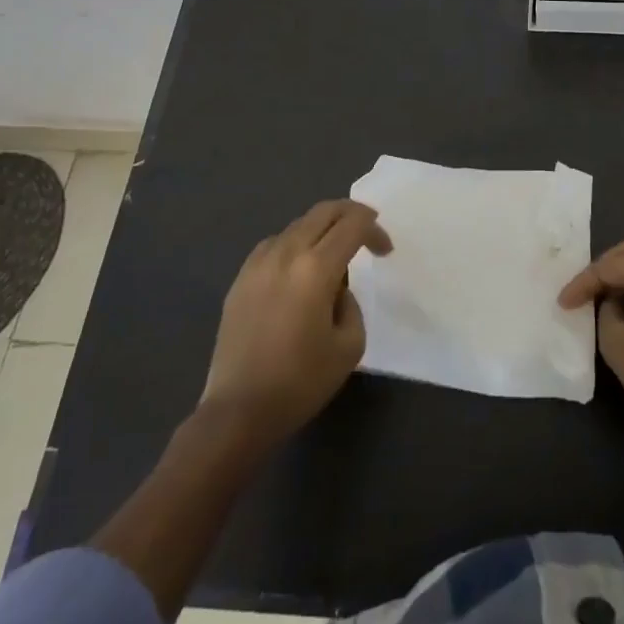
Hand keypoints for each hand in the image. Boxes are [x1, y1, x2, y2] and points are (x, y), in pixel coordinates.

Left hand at [201, 199, 391, 446]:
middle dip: (351, 214)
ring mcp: (258, 263)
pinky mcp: (240, 278)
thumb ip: (351, 304)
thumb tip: (336, 289)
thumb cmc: (301, 382)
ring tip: (334, 256)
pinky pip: (275, 244)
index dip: (375, 230)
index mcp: (315, 269)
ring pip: (297, 225)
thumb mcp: (349, 345)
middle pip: (323, 211)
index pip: (352, 225)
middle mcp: (285, 253)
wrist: (238, 411)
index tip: (385, 251)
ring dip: (322, 230)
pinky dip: (296, 245)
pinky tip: (299, 270)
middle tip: (367, 232)